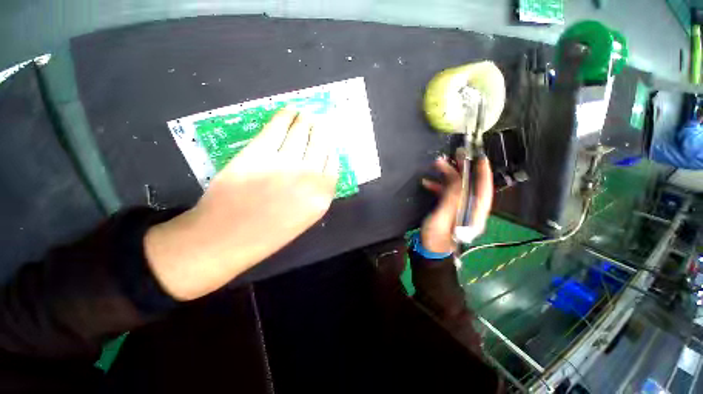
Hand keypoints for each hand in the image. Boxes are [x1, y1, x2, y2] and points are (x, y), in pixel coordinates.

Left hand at [145, 109, 338, 299]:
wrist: (226, 238)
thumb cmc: (269, 233)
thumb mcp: (304, 217)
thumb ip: (316, 192)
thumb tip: (319, 166)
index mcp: (321, 196)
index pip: (333, 163)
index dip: (331, 148)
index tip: (330, 139)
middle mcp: (308, 176)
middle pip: (321, 144)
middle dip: (321, 130)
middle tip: (320, 120)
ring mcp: (283, 163)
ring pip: (300, 132)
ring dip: (305, 120)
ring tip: (305, 113)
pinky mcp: (258, 153)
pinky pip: (276, 129)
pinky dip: (284, 116)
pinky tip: (289, 111)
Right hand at [420, 155, 492, 253]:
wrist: (428, 250)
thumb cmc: (436, 236)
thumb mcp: (443, 216)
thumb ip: (452, 197)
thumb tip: (456, 177)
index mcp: (475, 213)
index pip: (483, 190)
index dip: (483, 173)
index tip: (480, 157)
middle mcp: (470, 210)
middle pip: (470, 186)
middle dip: (462, 170)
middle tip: (455, 155)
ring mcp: (459, 209)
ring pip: (457, 188)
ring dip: (447, 176)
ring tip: (437, 164)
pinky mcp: (449, 210)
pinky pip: (446, 194)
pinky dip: (438, 186)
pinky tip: (427, 182)